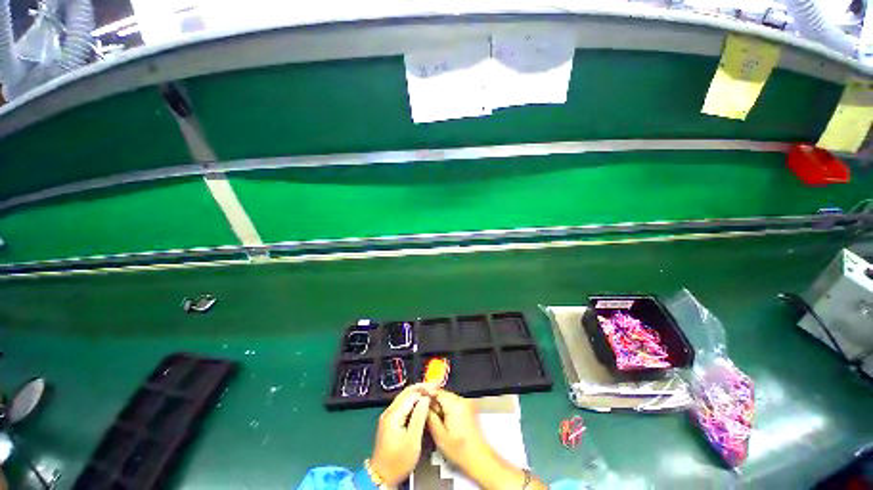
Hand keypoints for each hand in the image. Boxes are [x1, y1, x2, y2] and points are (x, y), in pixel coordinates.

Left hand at [369, 384, 433, 486]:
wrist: (382, 477)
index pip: (411, 394)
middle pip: (407, 392)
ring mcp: (388, 416)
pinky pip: (403, 404)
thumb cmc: (398, 462)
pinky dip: (414, 400)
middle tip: (435, 386)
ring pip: (405, 397)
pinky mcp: (390, 421)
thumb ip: (419, 417)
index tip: (436, 390)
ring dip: (418, 393)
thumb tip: (426, 399)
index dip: (425, 390)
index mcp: (393, 415)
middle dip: (422, 387)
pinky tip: (421, 402)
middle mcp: (389, 412)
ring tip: (431, 392)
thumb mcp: (412, 441)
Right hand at [426, 390, 494, 476]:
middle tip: (424, 412)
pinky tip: (444, 422)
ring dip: (439, 406)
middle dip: (432, 402)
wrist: (479, 458)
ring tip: (435, 420)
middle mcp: (461, 400)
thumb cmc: (461, 451)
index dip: (425, 394)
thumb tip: (422, 406)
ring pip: (447, 399)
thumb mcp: (439, 436)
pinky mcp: (468, 409)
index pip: (436, 391)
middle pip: (442, 394)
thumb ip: (429, 417)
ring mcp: (466, 404)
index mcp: (454, 404)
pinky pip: (453, 404)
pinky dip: (447, 409)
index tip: (417, 398)